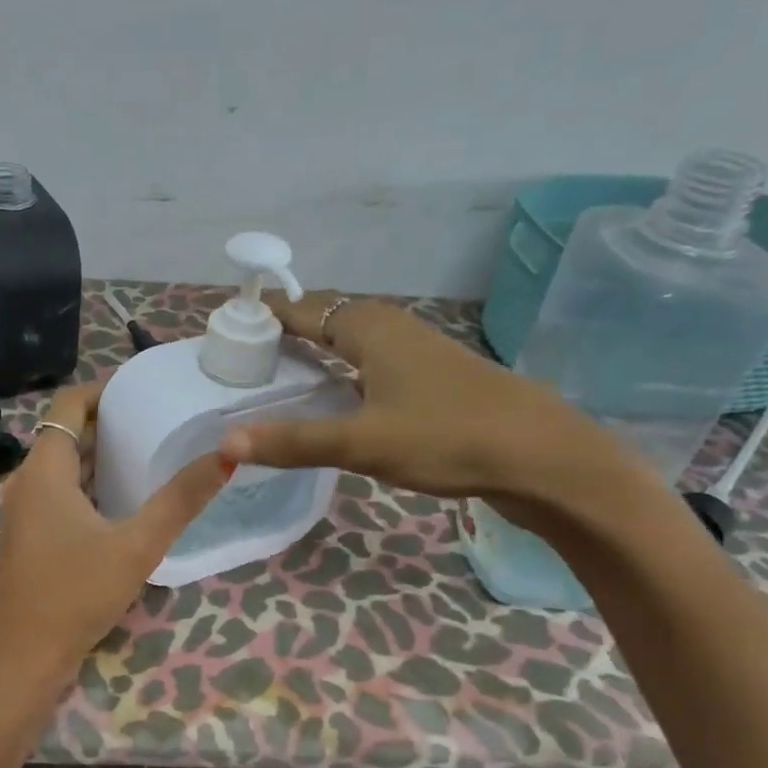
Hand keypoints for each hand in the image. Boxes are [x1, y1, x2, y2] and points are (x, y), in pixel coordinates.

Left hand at [0, 381, 228, 704]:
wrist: (23, 660)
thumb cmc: (75, 595)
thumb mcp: (137, 545)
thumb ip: (181, 500)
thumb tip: (227, 453)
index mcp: (43, 470)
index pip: (68, 404)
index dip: (104, 390)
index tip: (144, 389)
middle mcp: (25, 482)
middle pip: (66, 434)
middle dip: (109, 422)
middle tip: (159, 419)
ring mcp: (23, 513)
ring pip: (62, 467)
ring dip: (100, 456)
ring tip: (149, 453)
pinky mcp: (29, 538)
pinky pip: (59, 494)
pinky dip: (89, 485)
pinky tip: (124, 501)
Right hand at [218, 292, 635, 511]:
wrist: (543, 457)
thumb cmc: (448, 437)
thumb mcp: (362, 442)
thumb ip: (294, 441)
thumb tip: (225, 443)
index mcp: (371, 329)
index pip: (305, 309)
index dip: (268, 315)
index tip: (231, 326)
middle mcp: (393, 329)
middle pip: (330, 318)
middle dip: (290, 329)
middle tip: (249, 354)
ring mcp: (418, 352)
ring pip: (356, 340)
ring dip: (320, 349)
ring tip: (284, 373)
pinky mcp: (434, 379)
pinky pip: (374, 362)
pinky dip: (346, 370)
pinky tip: (341, 398)